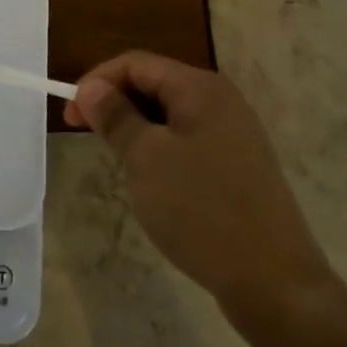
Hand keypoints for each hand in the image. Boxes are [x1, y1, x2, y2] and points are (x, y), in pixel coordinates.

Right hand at [67, 52, 335, 335]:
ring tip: (117, 160)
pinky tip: (153, 181)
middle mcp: (221, 100)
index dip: (97, 81)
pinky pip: (188, 140)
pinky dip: (160, 149)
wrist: (275, 283)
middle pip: (154, 84)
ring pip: (169, 115)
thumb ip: (115, 116)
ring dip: (136, 128)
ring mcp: (234, 134)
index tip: (70, 115)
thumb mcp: (146, 159)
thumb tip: (91, 87)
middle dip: (115, 103)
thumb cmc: (202, 210)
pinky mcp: (239, 165)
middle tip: (85, 134)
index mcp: (200, 88)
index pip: (136, 63)